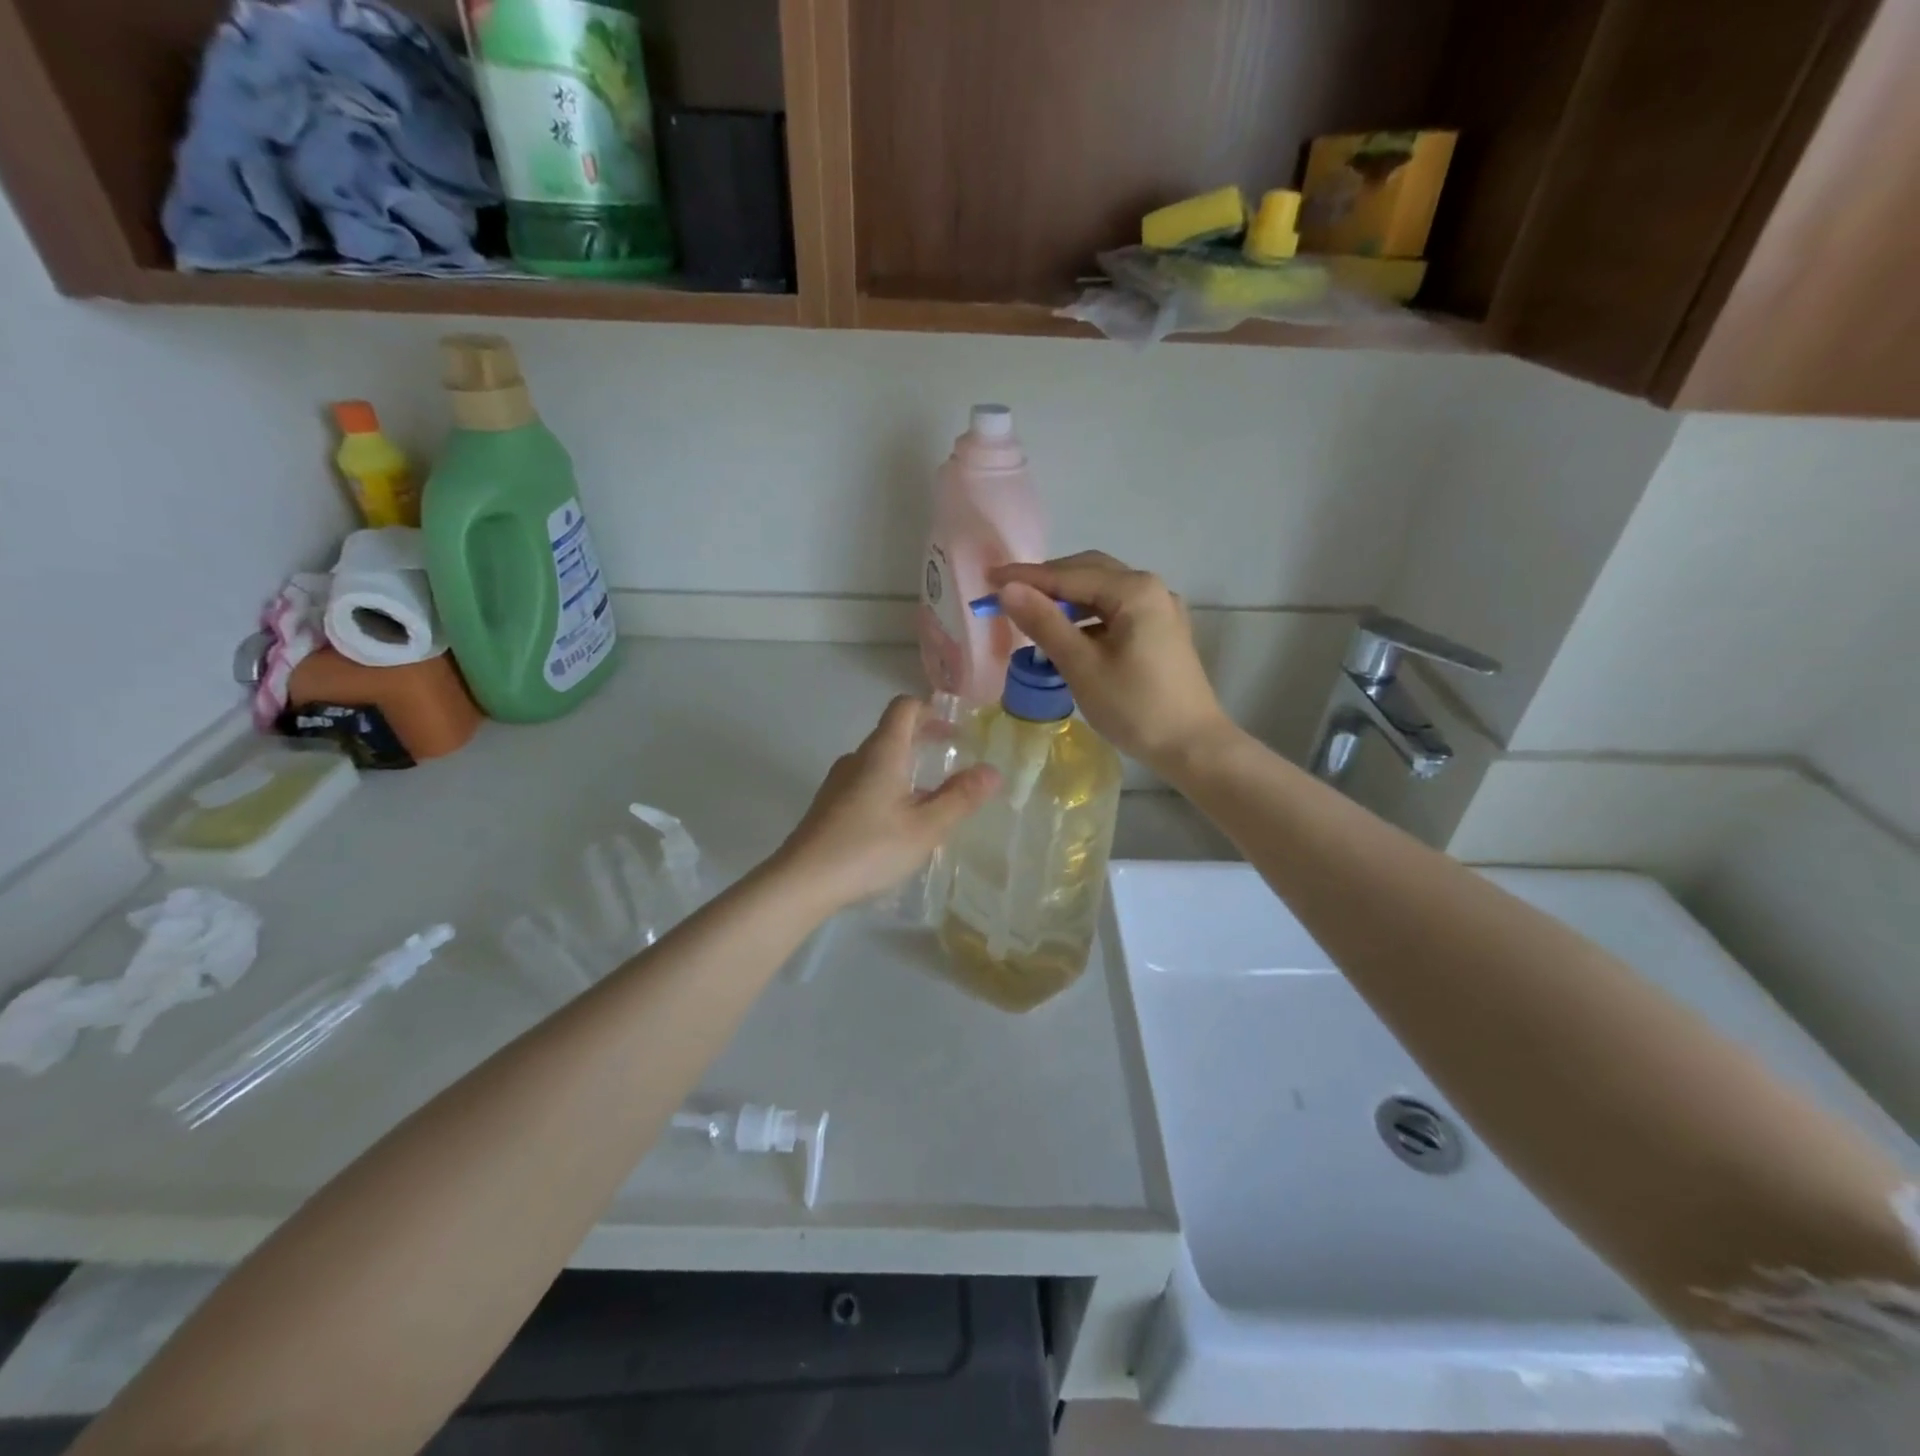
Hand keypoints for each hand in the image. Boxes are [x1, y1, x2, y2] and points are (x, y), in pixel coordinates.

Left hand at [770, 696, 999, 914]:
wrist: (802, 881)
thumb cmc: (869, 848)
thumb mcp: (925, 827)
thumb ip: (960, 798)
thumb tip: (992, 771)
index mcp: (882, 753)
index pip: (904, 708)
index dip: (930, 710)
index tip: (955, 728)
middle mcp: (857, 759)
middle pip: (891, 733)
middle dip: (923, 739)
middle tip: (952, 758)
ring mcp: (838, 782)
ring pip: (878, 761)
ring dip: (906, 767)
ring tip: (930, 795)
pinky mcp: (828, 806)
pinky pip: (865, 783)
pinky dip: (888, 787)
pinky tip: (898, 822)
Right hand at [990, 552, 1237, 773]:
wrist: (1192, 746)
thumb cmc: (1135, 707)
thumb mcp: (1082, 666)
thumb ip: (1044, 623)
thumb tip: (1008, 590)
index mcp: (1134, 590)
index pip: (1068, 574)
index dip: (1026, 577)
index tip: (988, 580)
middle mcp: (1151, 588)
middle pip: (1089, 572)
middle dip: (1046, 582)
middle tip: (1007, 595)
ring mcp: (1160, 609)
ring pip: (1102, 592)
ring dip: (1066, 600)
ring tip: (1030, 614)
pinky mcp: (1160, 631)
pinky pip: (1114, 611)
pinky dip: (1086, 616)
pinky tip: (1066, 634)